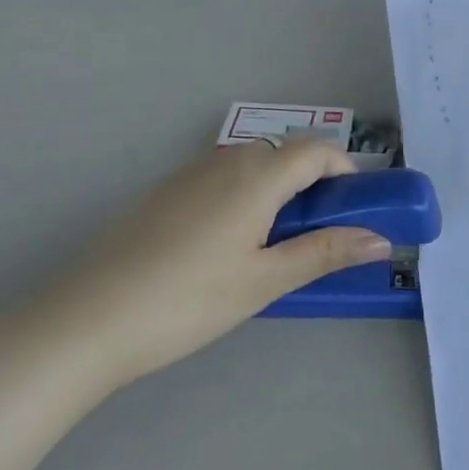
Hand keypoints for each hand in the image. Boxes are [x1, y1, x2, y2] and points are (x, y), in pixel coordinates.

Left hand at [69, 140, 392, 383]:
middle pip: (285, 153)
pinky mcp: (164, 190)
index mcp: (256, 175)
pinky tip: (226, 246)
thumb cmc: (188, 301)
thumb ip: (324, 252)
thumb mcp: (264, 281)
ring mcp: (189, 172)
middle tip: (318, 234)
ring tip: (275, 245)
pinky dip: (244, 195)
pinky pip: (221, 177)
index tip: (355, 209)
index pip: (317, 150)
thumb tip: (381, 240)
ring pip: (252, 164)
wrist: (87, 318)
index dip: (345, 171)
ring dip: (278, 189)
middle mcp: (225, 160)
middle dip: (313, 183)